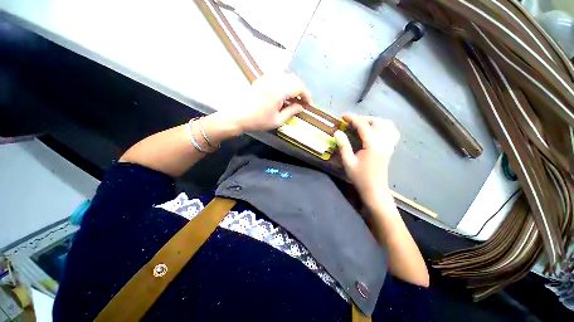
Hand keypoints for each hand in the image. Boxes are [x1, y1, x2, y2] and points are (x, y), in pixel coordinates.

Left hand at [227, 74, 311, 132]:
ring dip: (293, 87)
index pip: (298, 86)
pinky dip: (285, 86)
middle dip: (301, 90)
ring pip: (286, 78)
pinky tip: (283, 96)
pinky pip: (278, 79)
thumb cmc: (258, 121)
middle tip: (302, 102)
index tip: (308, 104)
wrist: (237, 115)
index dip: (306, 95)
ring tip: (294, 100)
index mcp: (278, 90)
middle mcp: (273, 80)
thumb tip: (301, 107)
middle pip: (294, 79)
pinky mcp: (261, 79)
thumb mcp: (277, 120)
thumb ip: (291, 112)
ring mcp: (266, 78)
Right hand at [334, 114, 399, 206]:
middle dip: (362, 118)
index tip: (343, 117)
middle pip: (376, 121)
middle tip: (350, 122)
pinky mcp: (391, 148)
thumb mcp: (348, 162)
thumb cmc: (359, 177)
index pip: (363, 126)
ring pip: (386, 124)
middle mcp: (384, 142)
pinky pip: (393, 132)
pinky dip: (385, 126)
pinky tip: (377, 129)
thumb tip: (337, 132)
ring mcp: (390, 144)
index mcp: (373, 145)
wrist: (374, 189)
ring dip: (374, 120)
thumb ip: (343, 145)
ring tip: (362, 124)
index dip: (352, 119)